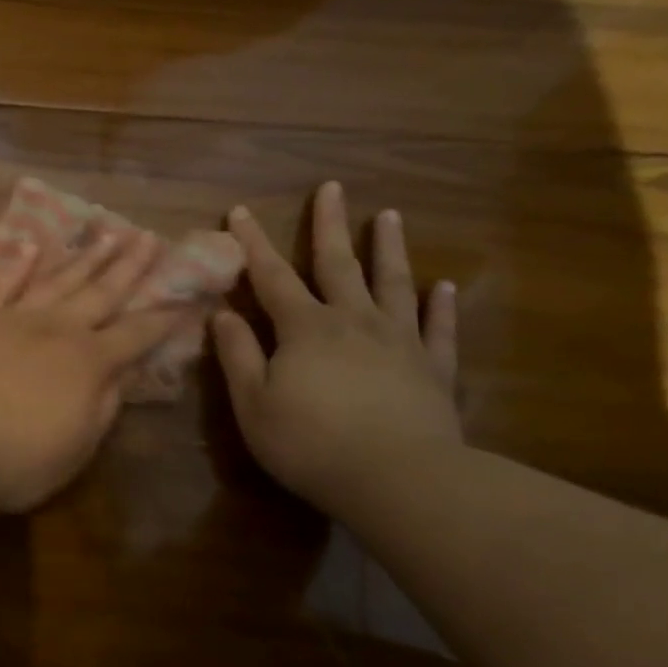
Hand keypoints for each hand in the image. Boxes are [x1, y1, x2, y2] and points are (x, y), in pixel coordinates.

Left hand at [0, 229, 189, 512]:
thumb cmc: (18, 461)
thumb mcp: (78, 446)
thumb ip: (105, 405)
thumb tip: (126, 372)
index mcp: (89, 363)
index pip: (136, 335)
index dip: (163, 318)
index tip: (185, 297)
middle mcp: (57, 330)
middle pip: (101, 293)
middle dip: (129, 267)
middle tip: (148, 238)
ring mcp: (13, 319)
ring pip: (57, 280)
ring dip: (84, 257)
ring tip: (106, 233)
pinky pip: (1, 285)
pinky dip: (18, 265)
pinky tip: (33, 245)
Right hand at [214, 182, 461, 515]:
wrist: (396, 479)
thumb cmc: (310, 444)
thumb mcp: (254, 404)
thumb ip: (238, 355)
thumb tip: (224, 314)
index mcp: (305, 328)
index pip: (272, 276)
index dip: (253, 243)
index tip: (240, 211)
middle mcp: (353, 321)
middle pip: (338, 264)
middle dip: (329, 225)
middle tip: (332, 187)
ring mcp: (399, 341)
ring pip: (393, 284)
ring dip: (389, 249)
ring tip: (390, 216)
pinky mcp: (433, 368)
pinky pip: (438, 328)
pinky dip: (441, 306)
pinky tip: (444, 286)